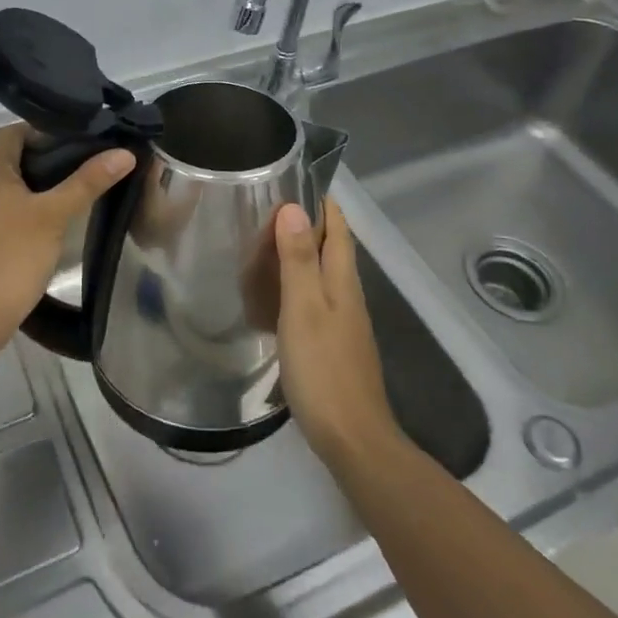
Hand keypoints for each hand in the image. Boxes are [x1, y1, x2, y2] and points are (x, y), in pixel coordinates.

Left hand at [0, 125, 134, 351]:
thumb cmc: (14, 256)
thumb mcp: (55, 215)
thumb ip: (88, 181)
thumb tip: (124, 153)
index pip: (14, 132)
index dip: (46, 131)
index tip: (79, 141)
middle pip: (10, 157)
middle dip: (45, 158)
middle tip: (83, 165)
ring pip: (5, 184)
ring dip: (35, 184)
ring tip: (71, 191)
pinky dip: (21, 206)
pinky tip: (46, 220)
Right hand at [274, 199, 401, 466]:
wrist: (352, 437)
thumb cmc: (324, 368)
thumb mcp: (303, 309)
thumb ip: (298, 260)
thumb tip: (293, 207)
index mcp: (342, 281)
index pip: (338, 228)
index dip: (323, 203)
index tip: (296, 179)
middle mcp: (348, 295)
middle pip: (332, 248)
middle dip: (309, 224)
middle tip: (268, 208)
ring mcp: (344, 322)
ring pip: (323, 274)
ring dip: (301, 254)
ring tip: (265, 244)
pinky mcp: (335, 344)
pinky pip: (316, 299)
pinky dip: (297, 285)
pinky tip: (276, 295)